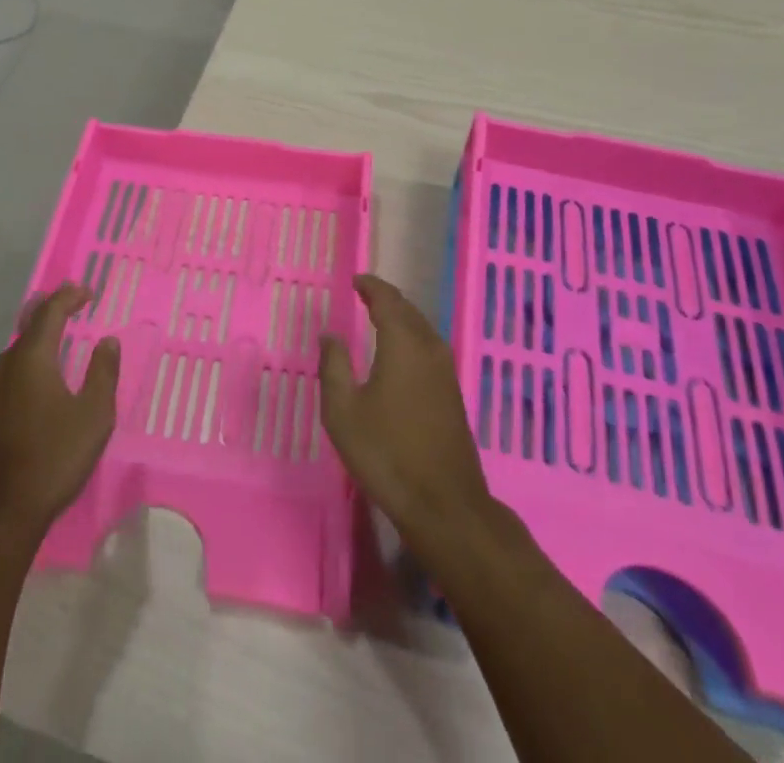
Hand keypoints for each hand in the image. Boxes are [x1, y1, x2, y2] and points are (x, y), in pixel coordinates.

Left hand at [0, 285, 119, 545]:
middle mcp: (5, 365)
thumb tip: (108, 341)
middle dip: (51, 310)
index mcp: (31, 359)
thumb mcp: (94, 416)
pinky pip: (11, 370)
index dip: (68, 296)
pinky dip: (29, 358)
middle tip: (72, 302)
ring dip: (39, 335)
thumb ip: (103, 373)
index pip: (49, 312)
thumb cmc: (53, 459)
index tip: (87, 291)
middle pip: (29, 326)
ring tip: (59, 332)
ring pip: (17, 349)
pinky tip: (40, 373)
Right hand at [319, 273, 491, 545]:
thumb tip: (330, 334)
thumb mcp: (343, 411)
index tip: (356, 280)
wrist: (444, 504)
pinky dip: (412, 338)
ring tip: (379, 318)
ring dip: (401, 319)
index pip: (388, 300)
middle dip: (387, 299)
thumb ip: (333, 366)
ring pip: (422, 330)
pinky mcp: (453, 394)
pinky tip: (400, 354)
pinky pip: (429, 348)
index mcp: (403, 343)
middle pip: (408, 311)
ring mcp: (446, 372)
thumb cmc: (386, 453)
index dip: (371, 286)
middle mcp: (429, 349)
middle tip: (365, 295)